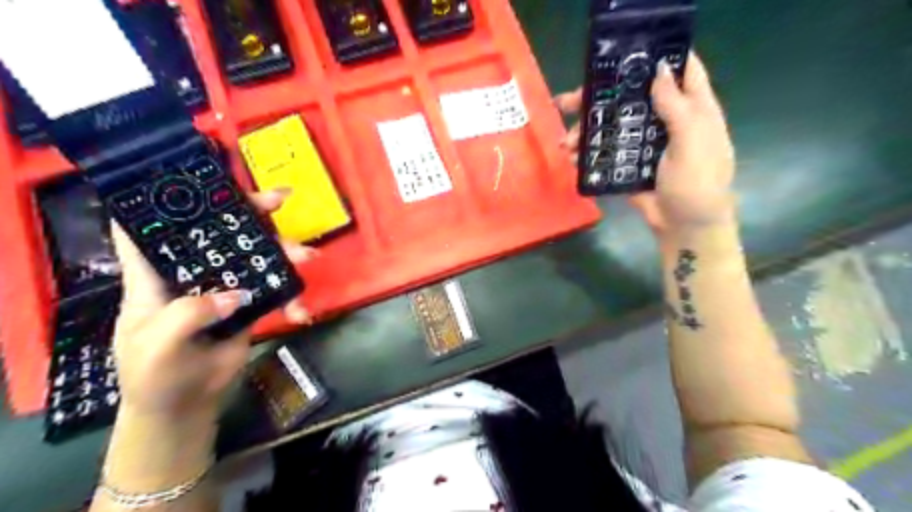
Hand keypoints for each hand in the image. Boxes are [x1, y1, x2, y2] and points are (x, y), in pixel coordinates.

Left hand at [109, 190, 314, 421]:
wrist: (186, 403)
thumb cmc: (153, 375)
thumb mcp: (156, 347)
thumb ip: (187, 316)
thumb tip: (234, 293)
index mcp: (154, 273)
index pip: (150, 225)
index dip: (166, 196)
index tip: (198, 178)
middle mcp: (190, 271)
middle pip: (218, 229)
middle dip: (249, 210)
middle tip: (279, 199)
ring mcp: (224, 285)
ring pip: (254, 254)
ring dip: (283, 251)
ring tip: (307, 256)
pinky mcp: (249, 301)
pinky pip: (274, 287)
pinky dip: (292, 296)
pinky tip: (301, 311)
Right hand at [552, 54, 736, 237]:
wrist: (683, 227)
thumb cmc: (697, 182)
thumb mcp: (693, 141)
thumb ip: (677, 106)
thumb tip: (659, 69)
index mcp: (691, 109)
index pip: (679, 71)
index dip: (656, 56)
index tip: (624, 52)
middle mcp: (666, 121)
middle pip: (631, 99)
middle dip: (600, 97)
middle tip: (568, 101)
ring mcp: (644, 144)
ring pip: (613, 126)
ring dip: (587, 130)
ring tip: (566, 142)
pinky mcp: (628, 164)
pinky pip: (606, 152)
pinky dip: (588, 154)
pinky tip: (572, 158)